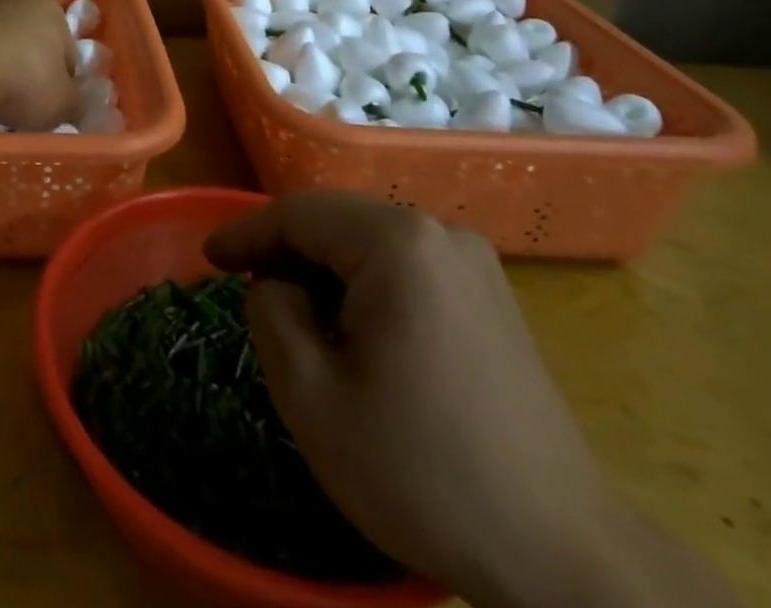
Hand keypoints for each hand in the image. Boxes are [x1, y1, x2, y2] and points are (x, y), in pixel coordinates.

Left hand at [0, 0, 79, 132]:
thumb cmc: (26, 80)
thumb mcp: (64, 103)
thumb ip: (76, 104)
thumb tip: (76, 107)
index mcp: (49, 8)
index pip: (67, 50)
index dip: (64, 81)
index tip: (55, 103)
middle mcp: (16, 0)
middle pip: (32, 44)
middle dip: (31, 71)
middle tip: (28, 104)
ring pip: (1, 48)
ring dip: (2, 71)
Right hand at [204, 193, 639, 607]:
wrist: (563, 556)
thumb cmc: (422, 469)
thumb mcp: (311, 395)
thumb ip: (270, 311)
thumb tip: (276, 283)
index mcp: (395, 243)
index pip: (297, 213)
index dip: (244, 231)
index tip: (207, 257)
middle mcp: (437, 232)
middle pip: (335, 220)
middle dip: (283, 248)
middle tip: (241, 282)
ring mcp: (473, 262)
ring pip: (369, 240)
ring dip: (323, 266)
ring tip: (294, 311)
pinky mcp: (491, 295)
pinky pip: (405, 264)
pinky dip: (364, 282)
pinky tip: (354, 328)